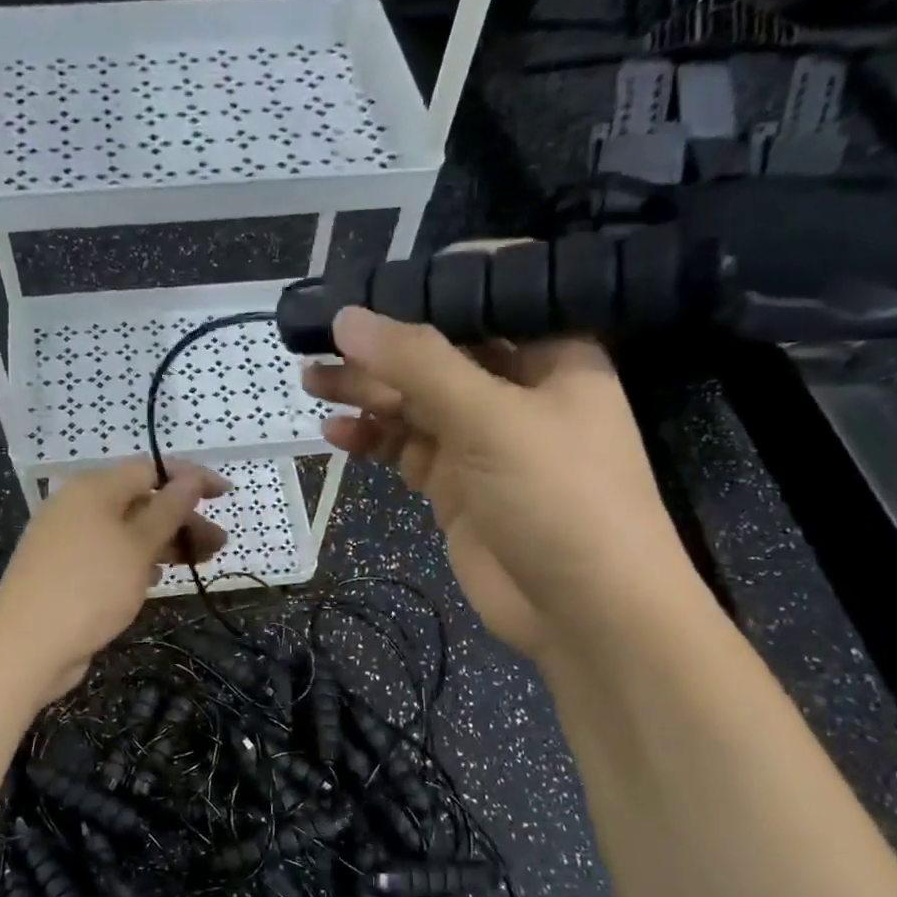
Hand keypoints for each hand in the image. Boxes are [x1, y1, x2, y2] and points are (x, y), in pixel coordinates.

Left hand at [0, 459, 228, 699]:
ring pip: (127, 530)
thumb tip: (191, 477)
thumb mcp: (138, 546)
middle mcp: (78, 505)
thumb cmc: (90, 587)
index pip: (151, 470)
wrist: (26, 645)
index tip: (225, 494)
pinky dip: (137, 559)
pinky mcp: (65, 569)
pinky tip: (158, 576)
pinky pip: (110, 553)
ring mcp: (68, 538)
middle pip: (140, 501)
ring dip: (165, 542)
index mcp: (94, 488)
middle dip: (182, 519)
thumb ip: (169, 510)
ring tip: (199, 562)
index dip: (191, 479)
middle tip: (218, 544)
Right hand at [302, 303, 694, 660]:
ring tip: (311, 381)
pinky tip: (336, 433)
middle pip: (438, 353)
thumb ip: (418, 365)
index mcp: (549, 355)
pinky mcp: (455, 485)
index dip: (430, 287)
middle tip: (318, 342)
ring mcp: (482, 441)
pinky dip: (372, 439)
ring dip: (365, 392)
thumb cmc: (559, 498)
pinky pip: (405, 448)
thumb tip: (348, 318)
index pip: (489, 297)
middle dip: (381, 347)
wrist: (585, 613)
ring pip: (414, 402)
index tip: (371, 284)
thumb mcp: (491, 419)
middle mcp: (515, 390)